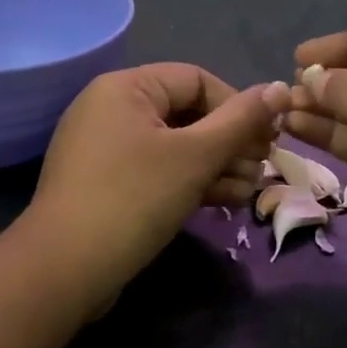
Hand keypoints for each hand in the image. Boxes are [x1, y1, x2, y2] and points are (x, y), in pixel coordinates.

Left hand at [20, 64, 289, 308]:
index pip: (196, 79)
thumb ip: (240, 121)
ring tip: (249, 191)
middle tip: (262, 168)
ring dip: (216, 165)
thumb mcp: (195, 156)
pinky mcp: (106, 183)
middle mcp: (111, 108)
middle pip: (186, 113)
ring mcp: (105, 148)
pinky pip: (156, 170)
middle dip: (230, 141)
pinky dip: (189, 181)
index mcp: (125, 88)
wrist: (66, 268)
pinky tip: (224, 201)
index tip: (267, 139)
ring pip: (174, 146)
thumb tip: (280, 87)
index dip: (238, 106)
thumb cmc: (134, 198)